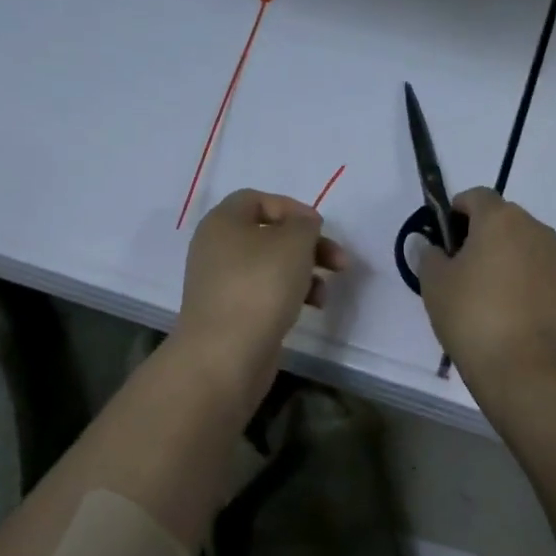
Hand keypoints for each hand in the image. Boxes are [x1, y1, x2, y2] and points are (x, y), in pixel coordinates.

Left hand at [176, 189, 346, 401]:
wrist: (225, 355)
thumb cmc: (259, 287)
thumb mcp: (293, 243)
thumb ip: (304, 224)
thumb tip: (302, 225)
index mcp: (223, 222)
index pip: (257, 199)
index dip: (291, 208)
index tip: (318, 227)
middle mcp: (217, 248)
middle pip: (269, 235)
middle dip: (308, 245)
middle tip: (338, 261)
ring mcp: (222, 284)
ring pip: (271, 267)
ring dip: (304, 273)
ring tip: (325, 293)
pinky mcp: (231, 313)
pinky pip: (265, 294)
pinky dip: (290, 296)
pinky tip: (310, 309)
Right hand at [419, 188, 555, 387]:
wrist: (530, 369)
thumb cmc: (474, 317)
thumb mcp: (435, 286)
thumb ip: (429, 256)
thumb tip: (431, 245)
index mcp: (501, 219)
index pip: (476, 196)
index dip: (456, 211)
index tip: (444, 239)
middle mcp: (536, 229)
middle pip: (504, 220)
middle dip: (482, 237)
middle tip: (462, 272)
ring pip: (526, 247)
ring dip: (507, 259)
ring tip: (488, 298)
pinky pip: (543, 272)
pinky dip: (527, 282)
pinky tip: (513, 315)